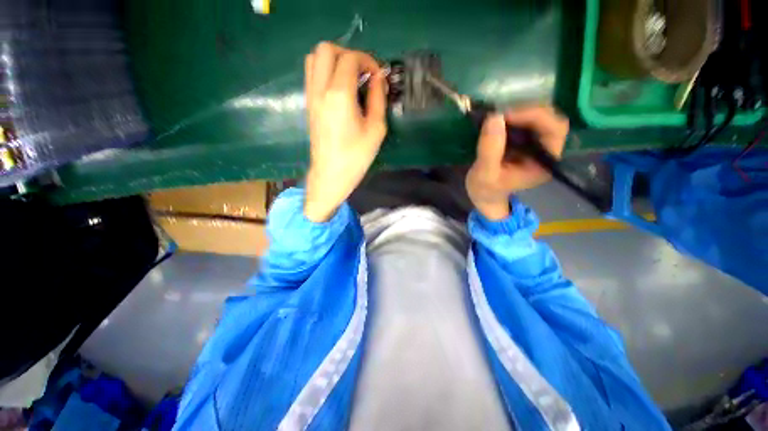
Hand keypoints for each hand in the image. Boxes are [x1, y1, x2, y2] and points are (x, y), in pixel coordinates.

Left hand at [303, 42, 387, 221]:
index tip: (378, 77)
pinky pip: (312, 74)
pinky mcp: (308, 104)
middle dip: (348, 54)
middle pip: (326, 49)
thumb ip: (378, 98)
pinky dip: (325, 71)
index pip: (350, 58)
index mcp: (339, 94)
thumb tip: (379, 77)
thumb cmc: (356, 156)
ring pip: (314, 58)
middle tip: (362, 73)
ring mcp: (311, 96)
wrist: (331, 174)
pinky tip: (340, 88)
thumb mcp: (376, 129)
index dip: (368, 61)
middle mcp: (320, 89)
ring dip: (334, 60)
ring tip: (350, 78)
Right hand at [466, 106, 568, 219]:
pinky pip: (524, 122)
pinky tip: (497, 120)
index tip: (506, 115)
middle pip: (549, 119)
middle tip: (499, 113)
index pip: (554, 129)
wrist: (483, 197)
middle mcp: (546, 151)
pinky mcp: (524, 141)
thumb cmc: (485, 190)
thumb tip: (495, 117)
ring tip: (496, 116)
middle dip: (525, 111)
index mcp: (545, 162)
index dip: (534, 116)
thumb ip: (490, 149)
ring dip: (517, 112)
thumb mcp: (484, 174)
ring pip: (537, 117)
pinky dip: (511, 117)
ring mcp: (536, 145)